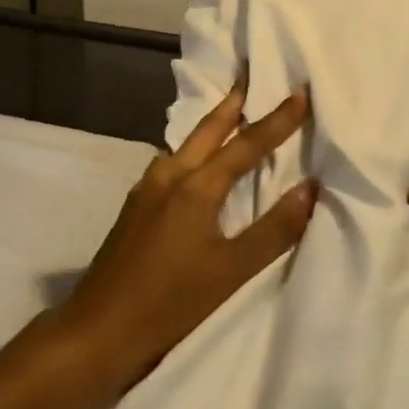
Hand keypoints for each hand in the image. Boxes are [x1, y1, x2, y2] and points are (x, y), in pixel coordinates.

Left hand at [58, 76, 316, 392]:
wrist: (97, 330)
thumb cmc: (170, 302)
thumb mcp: (231, 271)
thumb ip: (274, 229)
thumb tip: (310, 187)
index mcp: (195, 187)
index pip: (246, 144)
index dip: (277, 120)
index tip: (300, 92)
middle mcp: (168, 176)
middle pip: (207, 130)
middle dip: (233, 104)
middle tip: (251, 79)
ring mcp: (146, 190)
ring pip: (185, 145)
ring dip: (211, 127)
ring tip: (230, 116)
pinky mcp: (135, 207)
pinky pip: (171, 163)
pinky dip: (192, 151)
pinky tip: (194, 164)